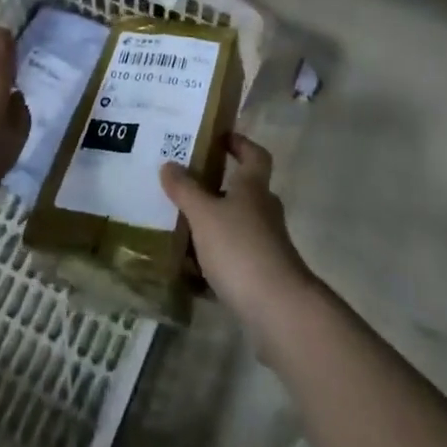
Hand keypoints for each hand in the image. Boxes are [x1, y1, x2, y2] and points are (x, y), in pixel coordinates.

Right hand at [160, 135, 317, 331]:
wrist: (278, 308)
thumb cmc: (240, 248)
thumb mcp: (205, 214)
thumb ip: (185, 190)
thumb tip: (168, 164)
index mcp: (254, 187)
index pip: (254, 154)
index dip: (240, 143)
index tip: (219, 138)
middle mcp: (264, 210)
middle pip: (243, 191)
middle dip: (216, 188)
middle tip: (185, 187)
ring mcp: (266, 244)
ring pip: (236, 225)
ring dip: (213, 225)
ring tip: (180, 229)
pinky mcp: (262, 275)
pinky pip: (234, 258)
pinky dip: (214, 260)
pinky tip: (190, 272)